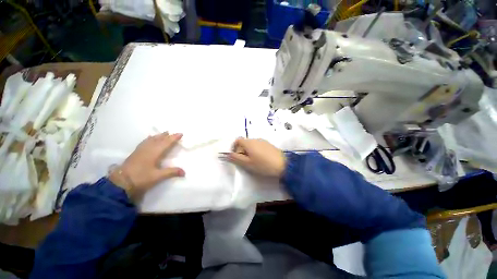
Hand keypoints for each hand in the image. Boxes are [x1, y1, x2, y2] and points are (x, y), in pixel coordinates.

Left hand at [109, 132, 184, 198]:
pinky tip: (149, 138)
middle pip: (159, 140)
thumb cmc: (140, 178)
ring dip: (159, 136)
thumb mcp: (157, 176)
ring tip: (164, 133)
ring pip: (151, 140)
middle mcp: (148, 149)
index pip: (166, 143)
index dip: (174, 138)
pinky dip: (149, 139)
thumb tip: (184, 172)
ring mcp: (140, 150)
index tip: (181, 134)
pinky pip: (144, 142)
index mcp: (154, 153)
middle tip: (173, 132)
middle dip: (167, 136)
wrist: (120, 182)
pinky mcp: (135, 153)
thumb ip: (171, 172)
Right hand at [227, 138, 285, 177]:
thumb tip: (227, 154)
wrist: (283, 164)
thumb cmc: (263, 164)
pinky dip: (256, 150)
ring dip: (249, 151)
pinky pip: (258, 145)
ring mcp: (263, 141)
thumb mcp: (247, 163)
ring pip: (251, 144)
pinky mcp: (268, 144)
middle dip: (241, 150)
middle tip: (245, 161)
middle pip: (244, 142)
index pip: (237, 140)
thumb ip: (236, 158)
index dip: (234, 147)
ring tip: (253, 161)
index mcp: (249, 143)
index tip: (236, 156)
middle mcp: (255, 139)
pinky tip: (261, 159)